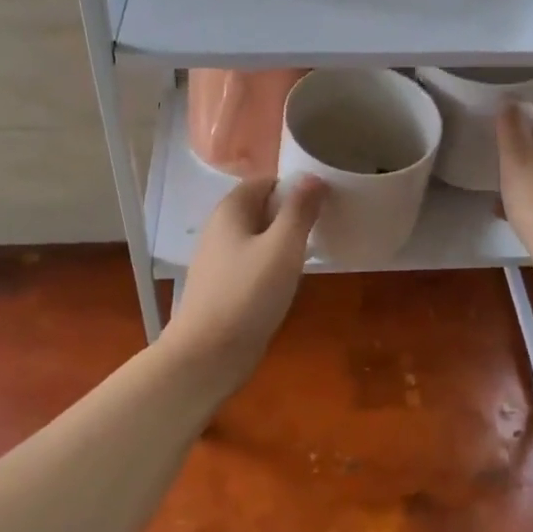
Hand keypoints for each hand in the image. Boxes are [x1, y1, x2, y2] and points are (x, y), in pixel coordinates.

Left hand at [164, 175, 326, 392]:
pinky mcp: (224, 285)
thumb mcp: (283, 247)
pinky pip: (254, 262)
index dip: (295, 186)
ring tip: (314, 251)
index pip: (267, 181)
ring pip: (259, 237)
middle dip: (292, 213)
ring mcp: (219, 258)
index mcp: (231, 210)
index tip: (325, 201)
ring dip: (285, 241)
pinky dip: (273, 264)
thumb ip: (299, 210)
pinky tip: (290, 280)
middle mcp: (221, 228)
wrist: (207, 355)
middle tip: (325, 225)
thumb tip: (314, 177)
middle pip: (262, 207)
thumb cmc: (248, 293)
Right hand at [496, 102, 532, 294]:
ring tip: (496, 185)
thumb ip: (511, 127)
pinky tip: (506, 210)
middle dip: (518, 147)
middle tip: (492, 156)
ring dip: (521, 174)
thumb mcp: (517, 159)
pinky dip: (529, 197)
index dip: (517, 115)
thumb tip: (511, 102)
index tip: (493, 128)